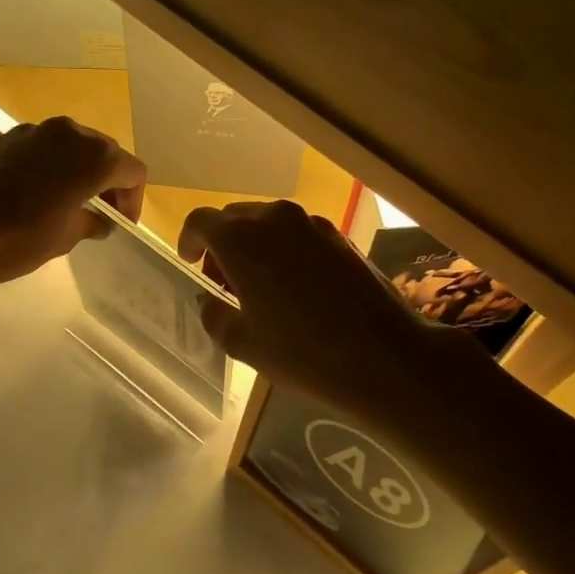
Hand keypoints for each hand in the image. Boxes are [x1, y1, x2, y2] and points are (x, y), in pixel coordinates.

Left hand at [0, 117, 146, 287]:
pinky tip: (26, 194)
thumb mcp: (64, 238)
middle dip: (106, 180)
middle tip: (99, 212)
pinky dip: (41, 166)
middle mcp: (66, 132)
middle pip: (102, 150)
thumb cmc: (17, 239)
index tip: (121, 222)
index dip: (132, 198)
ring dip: (73, 170)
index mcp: (92, 156)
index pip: (132, 170)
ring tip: (63, 201)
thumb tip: (99, 220)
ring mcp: (30, 130)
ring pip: (66, 145)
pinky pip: (34, 148)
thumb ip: (91, 222)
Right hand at [179, 201, 447, 416]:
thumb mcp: (244, 344)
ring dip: (255, 244)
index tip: (190, 263)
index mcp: (241, 240)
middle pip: (235, 217)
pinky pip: (298, 232)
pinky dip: (285, 249)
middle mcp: (275, 218)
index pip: (201, 221)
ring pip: (269, 222)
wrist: (385, 356)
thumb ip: (215, 316)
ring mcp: (312, 224)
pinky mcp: (340, 236)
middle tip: (224, 281)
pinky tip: (295, 286)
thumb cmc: (303, 353)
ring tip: (259, 284)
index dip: (189, 240)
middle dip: (222, 244)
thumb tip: (209, 302)